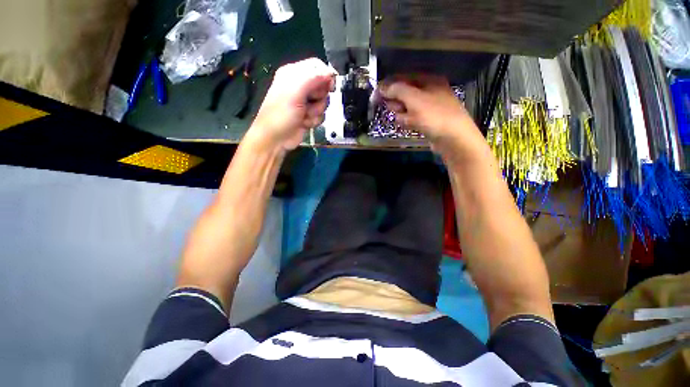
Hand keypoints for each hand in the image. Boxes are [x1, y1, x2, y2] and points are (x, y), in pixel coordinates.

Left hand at [249, 58, 335, 149]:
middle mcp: (300, 86)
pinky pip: (321, 115)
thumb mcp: (295, 91)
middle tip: (310, 102)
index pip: (317, 66)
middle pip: (323, 86)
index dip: (326, 75)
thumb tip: (330, 73)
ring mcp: (305, 102)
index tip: (330, 87)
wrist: (276, 139)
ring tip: (304, 115)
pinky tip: (304, 123)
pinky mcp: (308, 115)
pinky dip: (314, 120)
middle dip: (319, 97)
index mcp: (294, 74)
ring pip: (323, 103)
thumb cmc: (281, 114)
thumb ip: (312, 78)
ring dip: (316, 111)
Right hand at [378, 75, 487, 159]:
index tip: (375, 97)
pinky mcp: (426, 120)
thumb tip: (382, 87)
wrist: (454, 139)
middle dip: (397, 103)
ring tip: (409, 121)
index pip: (402, 79)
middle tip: (399, 110)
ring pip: (405, 108)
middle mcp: (428, 91)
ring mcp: (427, 106)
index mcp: (427, 80)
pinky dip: (408, 122)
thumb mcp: (414, 100)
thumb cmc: (434, 115)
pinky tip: (411, 126)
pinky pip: (410, 118)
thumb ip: (397, 91)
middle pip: (402, 94)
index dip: (387, 87)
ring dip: (402, 115)